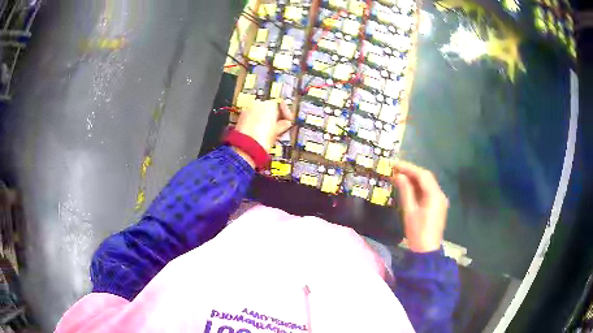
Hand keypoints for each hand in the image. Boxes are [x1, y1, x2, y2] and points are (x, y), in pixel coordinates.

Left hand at [235, 100, 292, 151]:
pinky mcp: (240, 117)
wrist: (245, 147)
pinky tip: (258, 132)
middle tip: (278, 128)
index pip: (280, 105)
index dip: (285, 114)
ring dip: (264, 120)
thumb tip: (287, 123)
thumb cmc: (264, 138)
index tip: (288, 122)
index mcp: (269, 105)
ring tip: (268, 132)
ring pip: (259, 112)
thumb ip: (282, 125)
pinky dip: (255, 123)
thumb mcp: (277, 132)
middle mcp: (258, 103)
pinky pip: (251, 117)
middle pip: (268, 108)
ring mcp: (247, 110)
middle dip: (273, 117)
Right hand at [391, 160, 448, 252]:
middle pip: (426, 178)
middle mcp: (440, 194)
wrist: (426, 251)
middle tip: (395, 169)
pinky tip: (408, 187)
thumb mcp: (409, 211)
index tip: (395, 164)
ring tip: (399, 176)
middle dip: (411, 172)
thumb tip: (399, 176)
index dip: (409, 168)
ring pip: (427, 184)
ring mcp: (440, 200)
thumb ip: (405, 191)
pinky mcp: (437, 206)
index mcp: (435, 195)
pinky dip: (418, 187)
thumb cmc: (417, 232)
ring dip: (415, 179)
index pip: (422, 175)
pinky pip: (428, 191)